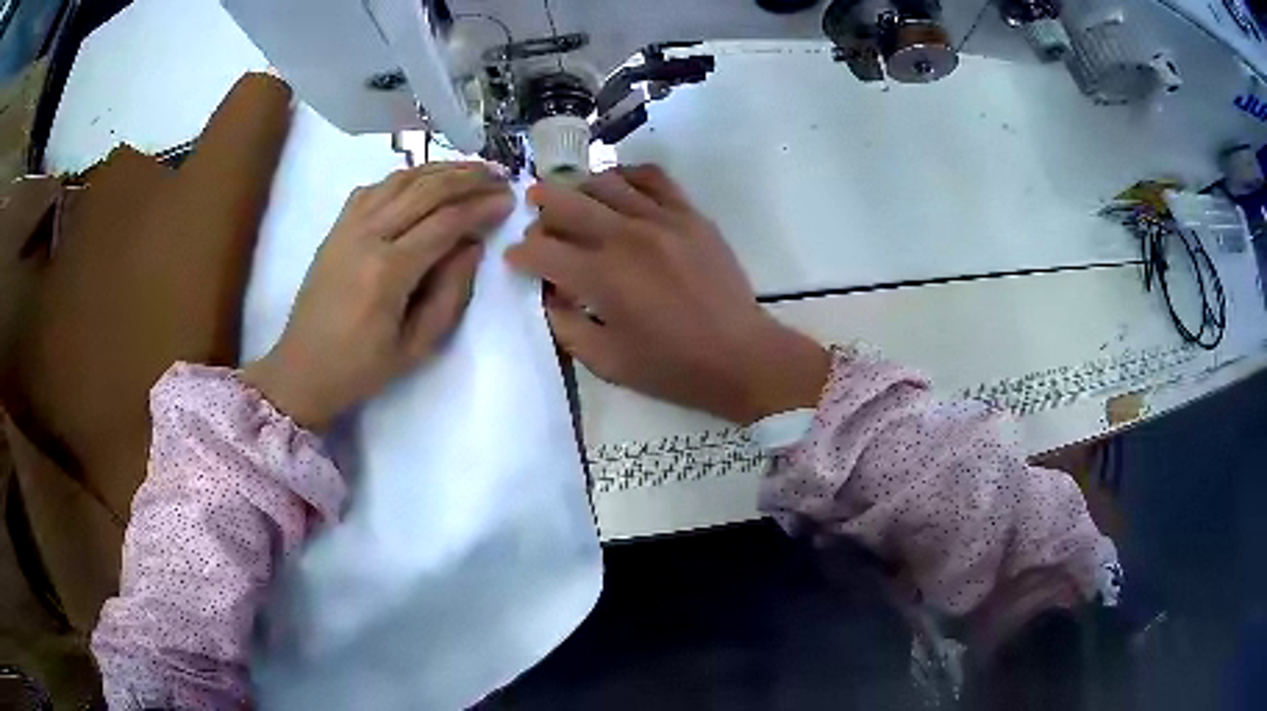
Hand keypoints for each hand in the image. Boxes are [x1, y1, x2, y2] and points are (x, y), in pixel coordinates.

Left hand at [244, 162, 513, 430]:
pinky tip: (424, 179)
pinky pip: (375, 187)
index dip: (480, 207)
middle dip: (468, 178)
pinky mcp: (337, 227)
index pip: (445, 222)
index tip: (508, 201)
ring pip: (401, 180)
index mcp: (387, 272)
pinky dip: (405, 176)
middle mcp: (367, 236)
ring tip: (471, 169)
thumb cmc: (361, 368)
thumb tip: (473, 246)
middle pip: (425, 190)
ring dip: (440, 169)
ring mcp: (348, 226)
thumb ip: (450, 293)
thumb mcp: (416, 347)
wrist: (302, 369)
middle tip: (499, 176)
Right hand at [505, 165, 829, 423]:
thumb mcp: (605, 361)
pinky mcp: (690, 214)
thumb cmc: (671, 367)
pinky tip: (620, 188)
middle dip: (539, 205)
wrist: (740, 356)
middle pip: (566, 202)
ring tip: (572, 198)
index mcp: (601, 277)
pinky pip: (653, 178)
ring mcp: (661, 219)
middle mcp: (625, 237)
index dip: (520, 254)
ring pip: (605, 182)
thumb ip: (565, 324)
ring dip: (578, 187)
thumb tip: (548, 291)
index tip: (515, 259)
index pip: (542, 250)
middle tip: (531, 209)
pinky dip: (628, 176)